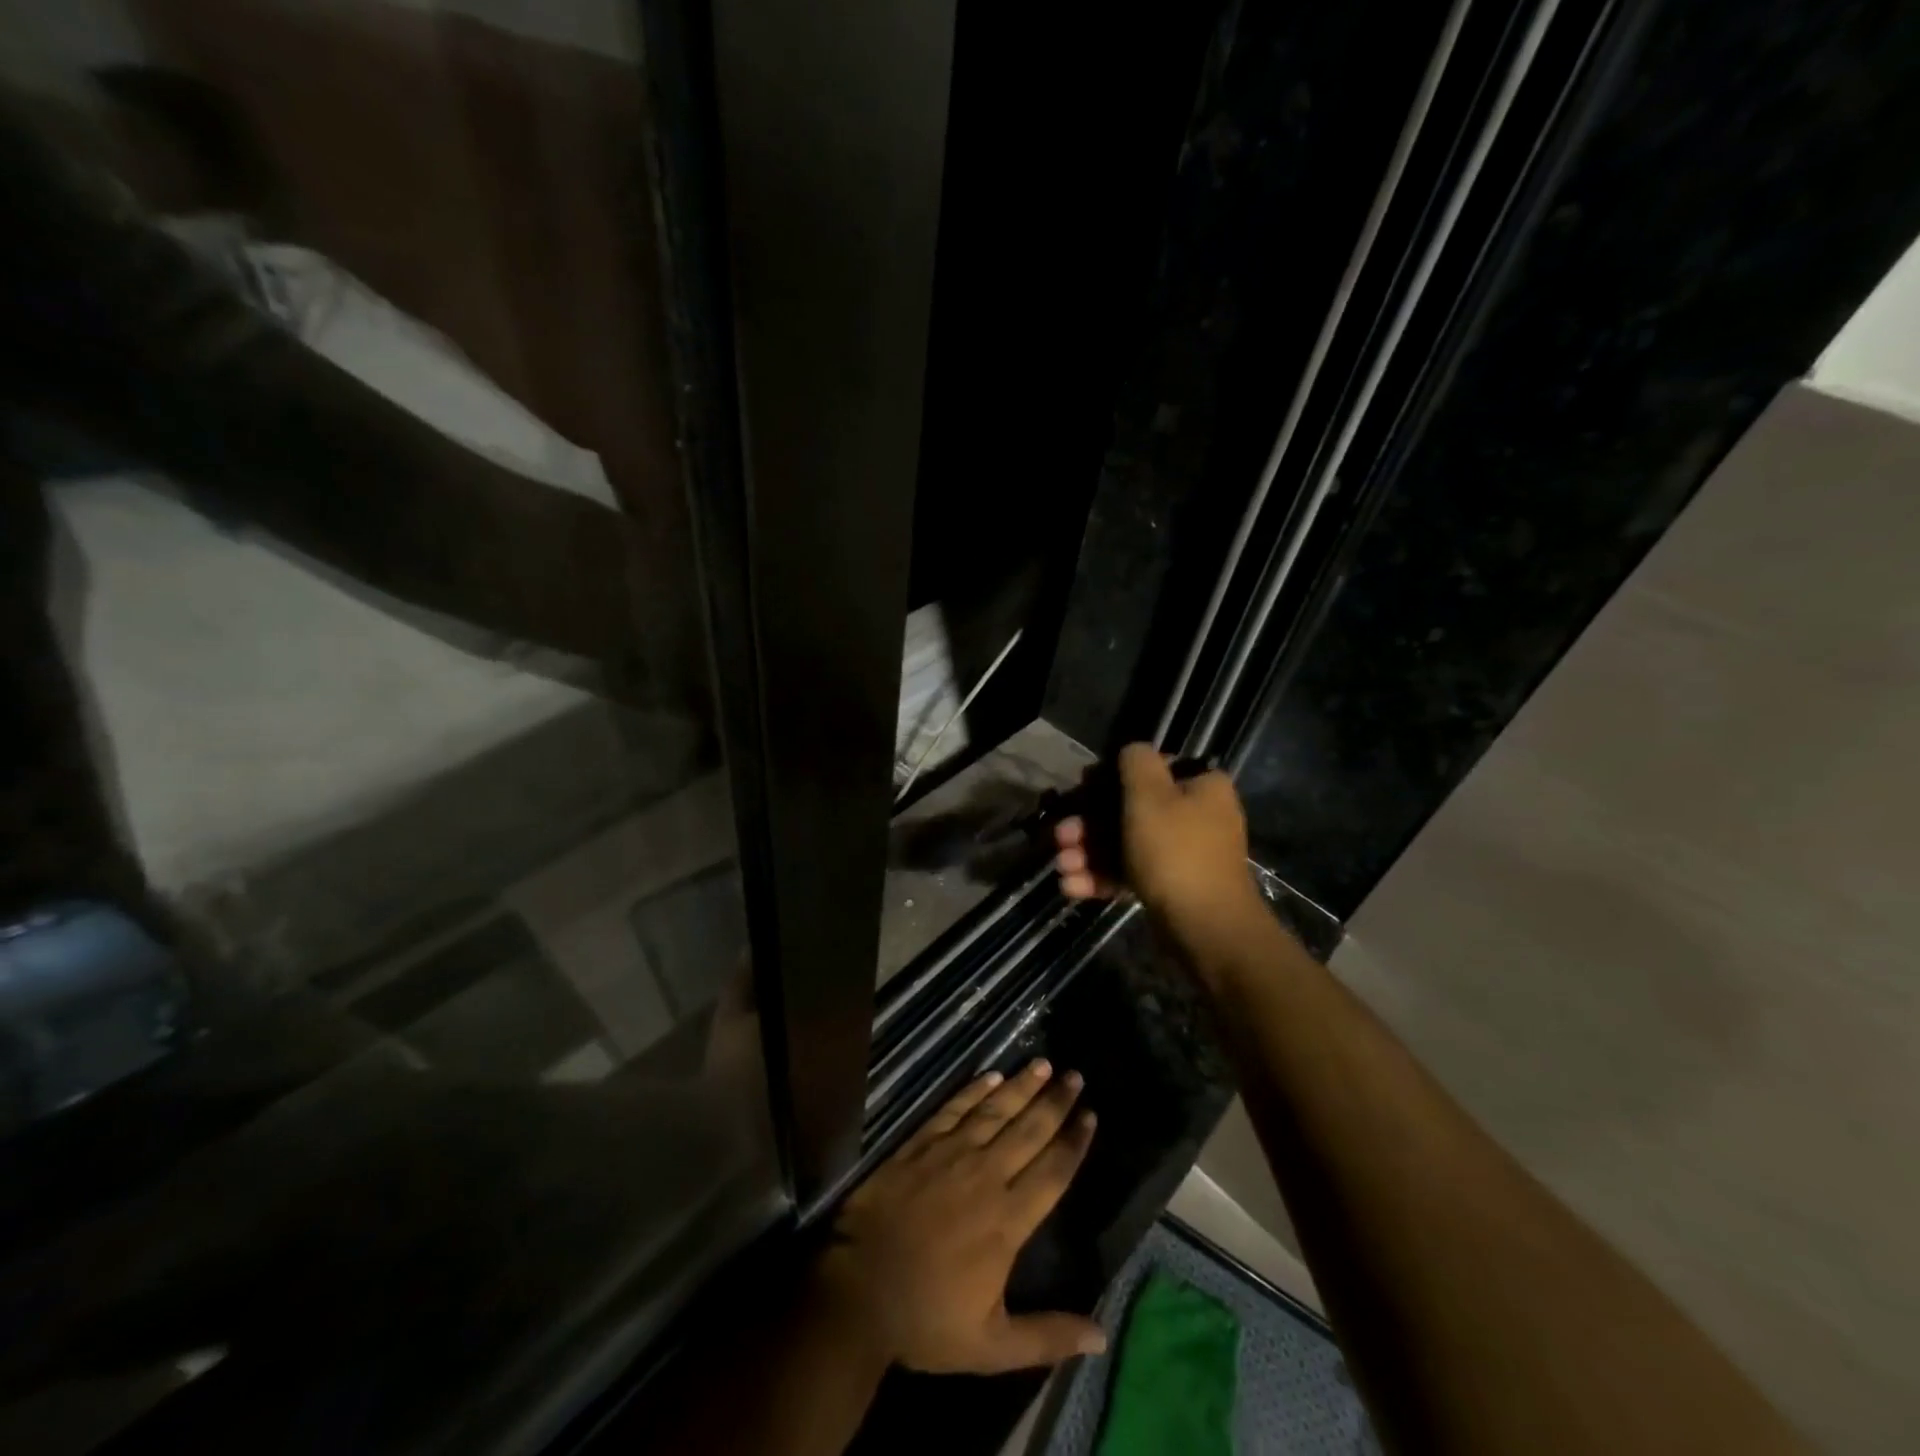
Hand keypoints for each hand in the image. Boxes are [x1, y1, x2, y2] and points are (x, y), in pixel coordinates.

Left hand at [814, 1059, 1105, 1373]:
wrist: (858, 1290)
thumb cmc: (926, 1320)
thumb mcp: (991, 1346)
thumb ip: (1047, 1336)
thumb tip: (1102, 1337)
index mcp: (1008, 1221)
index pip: (1053, 1172)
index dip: (1074, 1143)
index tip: (1091, 1115)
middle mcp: (986, 1176)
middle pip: (1029, 1131)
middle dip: (1055, 1102)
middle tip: (1076, 1076)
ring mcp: (951, 1154)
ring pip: (995, 1111)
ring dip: (1021, 1086)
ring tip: (1043, 1064)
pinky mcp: (920, 1144)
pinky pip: (954, 1109)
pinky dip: (974, 1090)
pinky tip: (991, 1076)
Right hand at [1054, 743, 1254, 926]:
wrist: (1205, 928)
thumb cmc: (1175, 851)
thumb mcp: (1149, 795)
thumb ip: (1136, 762)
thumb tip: (1131, 751)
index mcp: (1201, 787)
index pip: (1152, 769)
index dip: (1111, 776)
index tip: (1081, 788)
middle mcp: (1197, 816)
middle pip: (1131, 810)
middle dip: (1090, 824)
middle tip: (1061, 836)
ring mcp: (1184, 855)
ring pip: (1126, 844)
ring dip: (1089, 853)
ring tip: (1062, 866)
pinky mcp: (1171, 887)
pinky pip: (1131, 873)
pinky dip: (1102, 877)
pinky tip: (1071, 886)